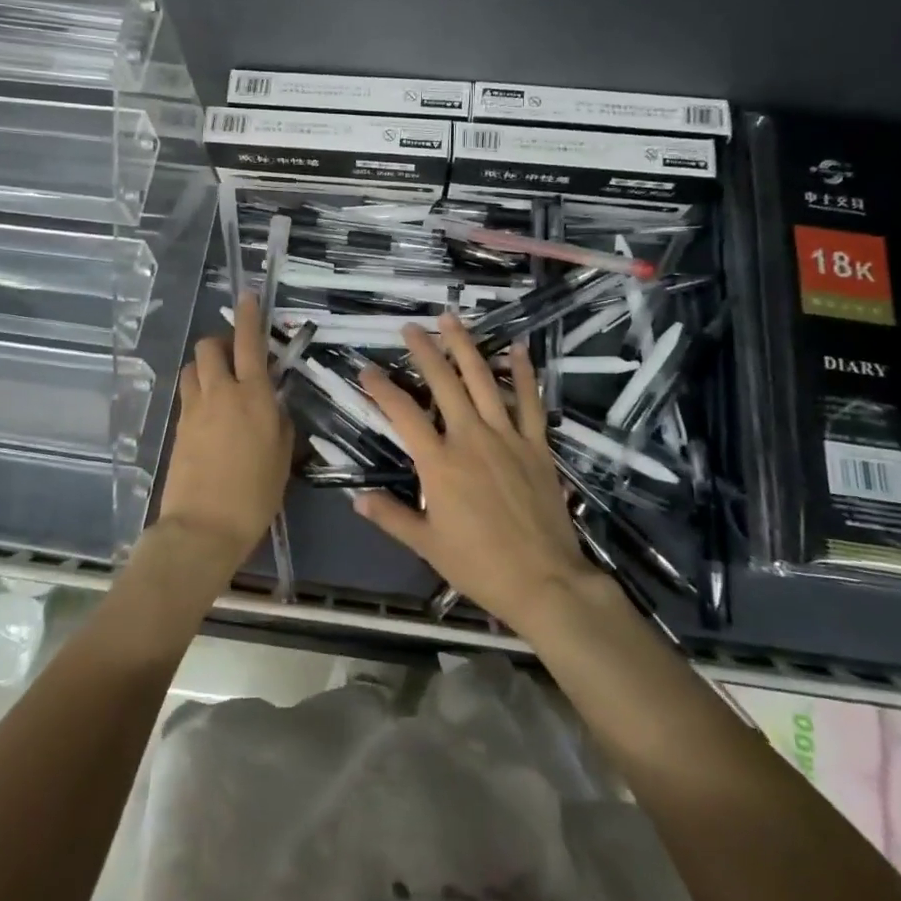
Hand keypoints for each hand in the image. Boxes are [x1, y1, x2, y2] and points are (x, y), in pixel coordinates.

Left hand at [153, 293, 295, 573]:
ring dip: (205, 366)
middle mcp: (221, 393)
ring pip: (192, 368)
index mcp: (254, 397)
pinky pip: (188, 395)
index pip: (249, 343)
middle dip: (220, 342)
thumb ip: (280, 422)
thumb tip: (273, 405)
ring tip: (221, 384)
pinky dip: (199, 391)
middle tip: (236, 357)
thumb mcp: (282, 457)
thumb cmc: (255, 495)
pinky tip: (211, 413)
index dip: (250, 316)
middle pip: (209, 347)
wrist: (203, 528)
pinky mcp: (178, 427)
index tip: (249, 297)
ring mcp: (194, 409)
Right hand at [353, 314, 593, 631]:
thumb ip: (391, 516)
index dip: (381, 388)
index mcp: (439, 463)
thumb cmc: (479, 565)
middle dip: (424, 351)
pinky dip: (523, 373)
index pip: (402, 414)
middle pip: (443, 383)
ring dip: (465, 347)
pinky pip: (529, 401)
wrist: (543, 581)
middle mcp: (470, 438)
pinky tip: (516, 348)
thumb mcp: (426, 544)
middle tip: (410, 328)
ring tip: (451, 320)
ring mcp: (507, 437)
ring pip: (483, 381)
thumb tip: (357, 498)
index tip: (366, 369)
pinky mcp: (536, 445)